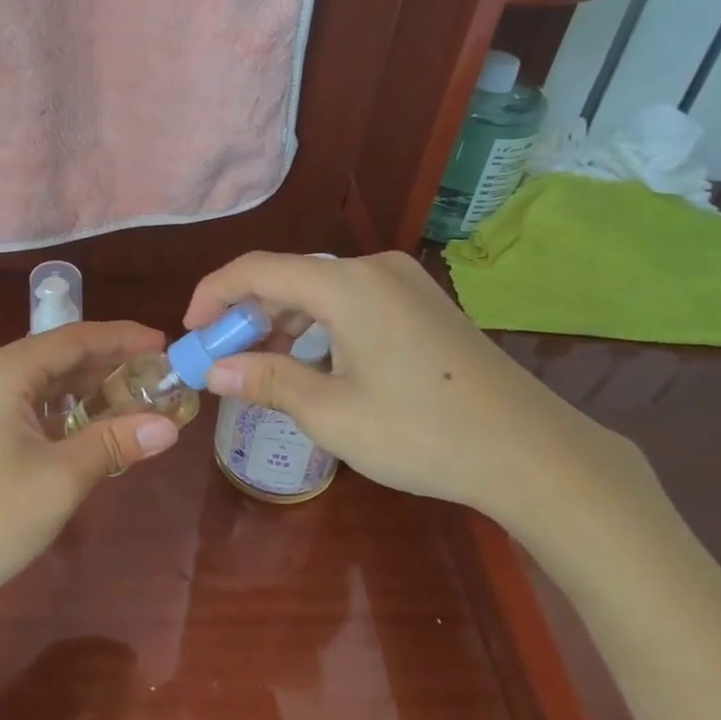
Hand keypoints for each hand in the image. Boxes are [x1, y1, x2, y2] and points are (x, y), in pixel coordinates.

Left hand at [0, 321, 182, 664]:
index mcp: (2, 371)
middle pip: (59, 355)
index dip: (123, 339)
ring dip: (88, 388)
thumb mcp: (62, 479)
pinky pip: (27, 402)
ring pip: (44, 380)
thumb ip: (116, 442)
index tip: (165, 344)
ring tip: (136, 397)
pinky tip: (91, 423)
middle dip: (109, 364)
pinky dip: (62, 408)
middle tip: (159, 375)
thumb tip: (170, 426)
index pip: (75, 338)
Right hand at [185, 252, 660, 548]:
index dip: (213, 295)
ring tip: (263, 366)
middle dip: (248, 314)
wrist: (530, 451)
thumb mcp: (332, 413)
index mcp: (347, 283)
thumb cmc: (421, 433)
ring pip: (321, 289)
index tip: (191, 334)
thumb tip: (216, 369)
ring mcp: (404, 283)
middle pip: (289, 276)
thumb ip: (268, 380)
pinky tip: (314, 362)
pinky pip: (352, 301)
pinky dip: (320, 325)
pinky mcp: (423, 303)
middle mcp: (374, 268)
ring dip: (283, 321)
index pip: (257, 270)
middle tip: (223, 359)